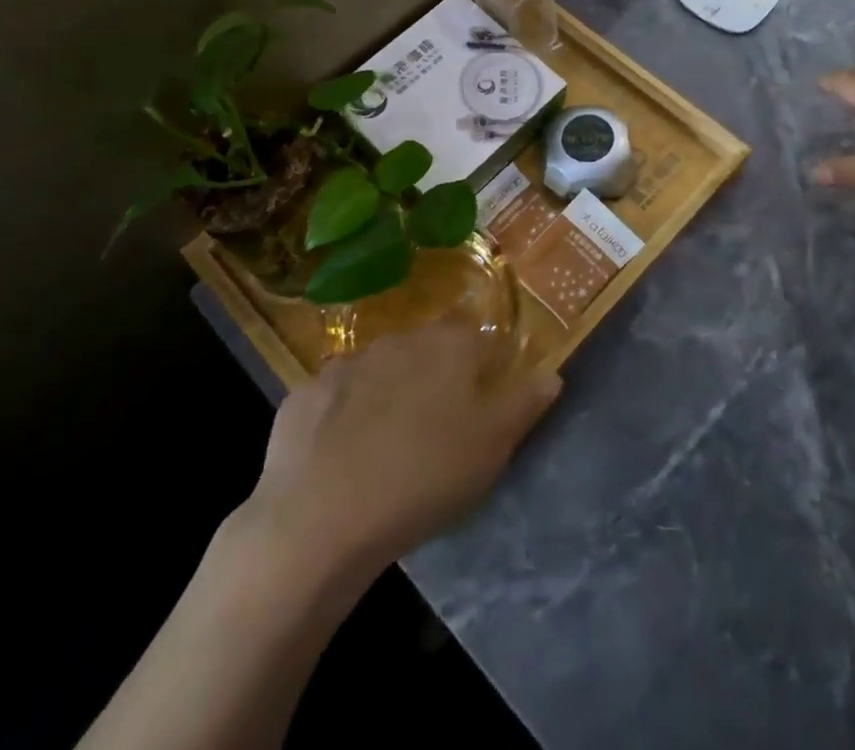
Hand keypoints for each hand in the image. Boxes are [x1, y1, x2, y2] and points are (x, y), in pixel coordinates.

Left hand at [246, 322, 560, 576]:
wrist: (321, 520)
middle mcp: (396, 339)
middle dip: (430, 378)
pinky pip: (332, 400)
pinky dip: (339, 418)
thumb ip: (525, 402)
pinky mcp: (302, 397)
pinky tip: (338, 458)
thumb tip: (552, 373)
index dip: (478, 364)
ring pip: (376, 372)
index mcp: (447, 344)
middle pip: (423, 350)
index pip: (473, 334)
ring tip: (385, 447)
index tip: (477, 401)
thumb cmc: (425, 476)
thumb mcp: (492, 446)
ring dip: (384, 395)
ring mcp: (343, 365)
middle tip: (433, 429)